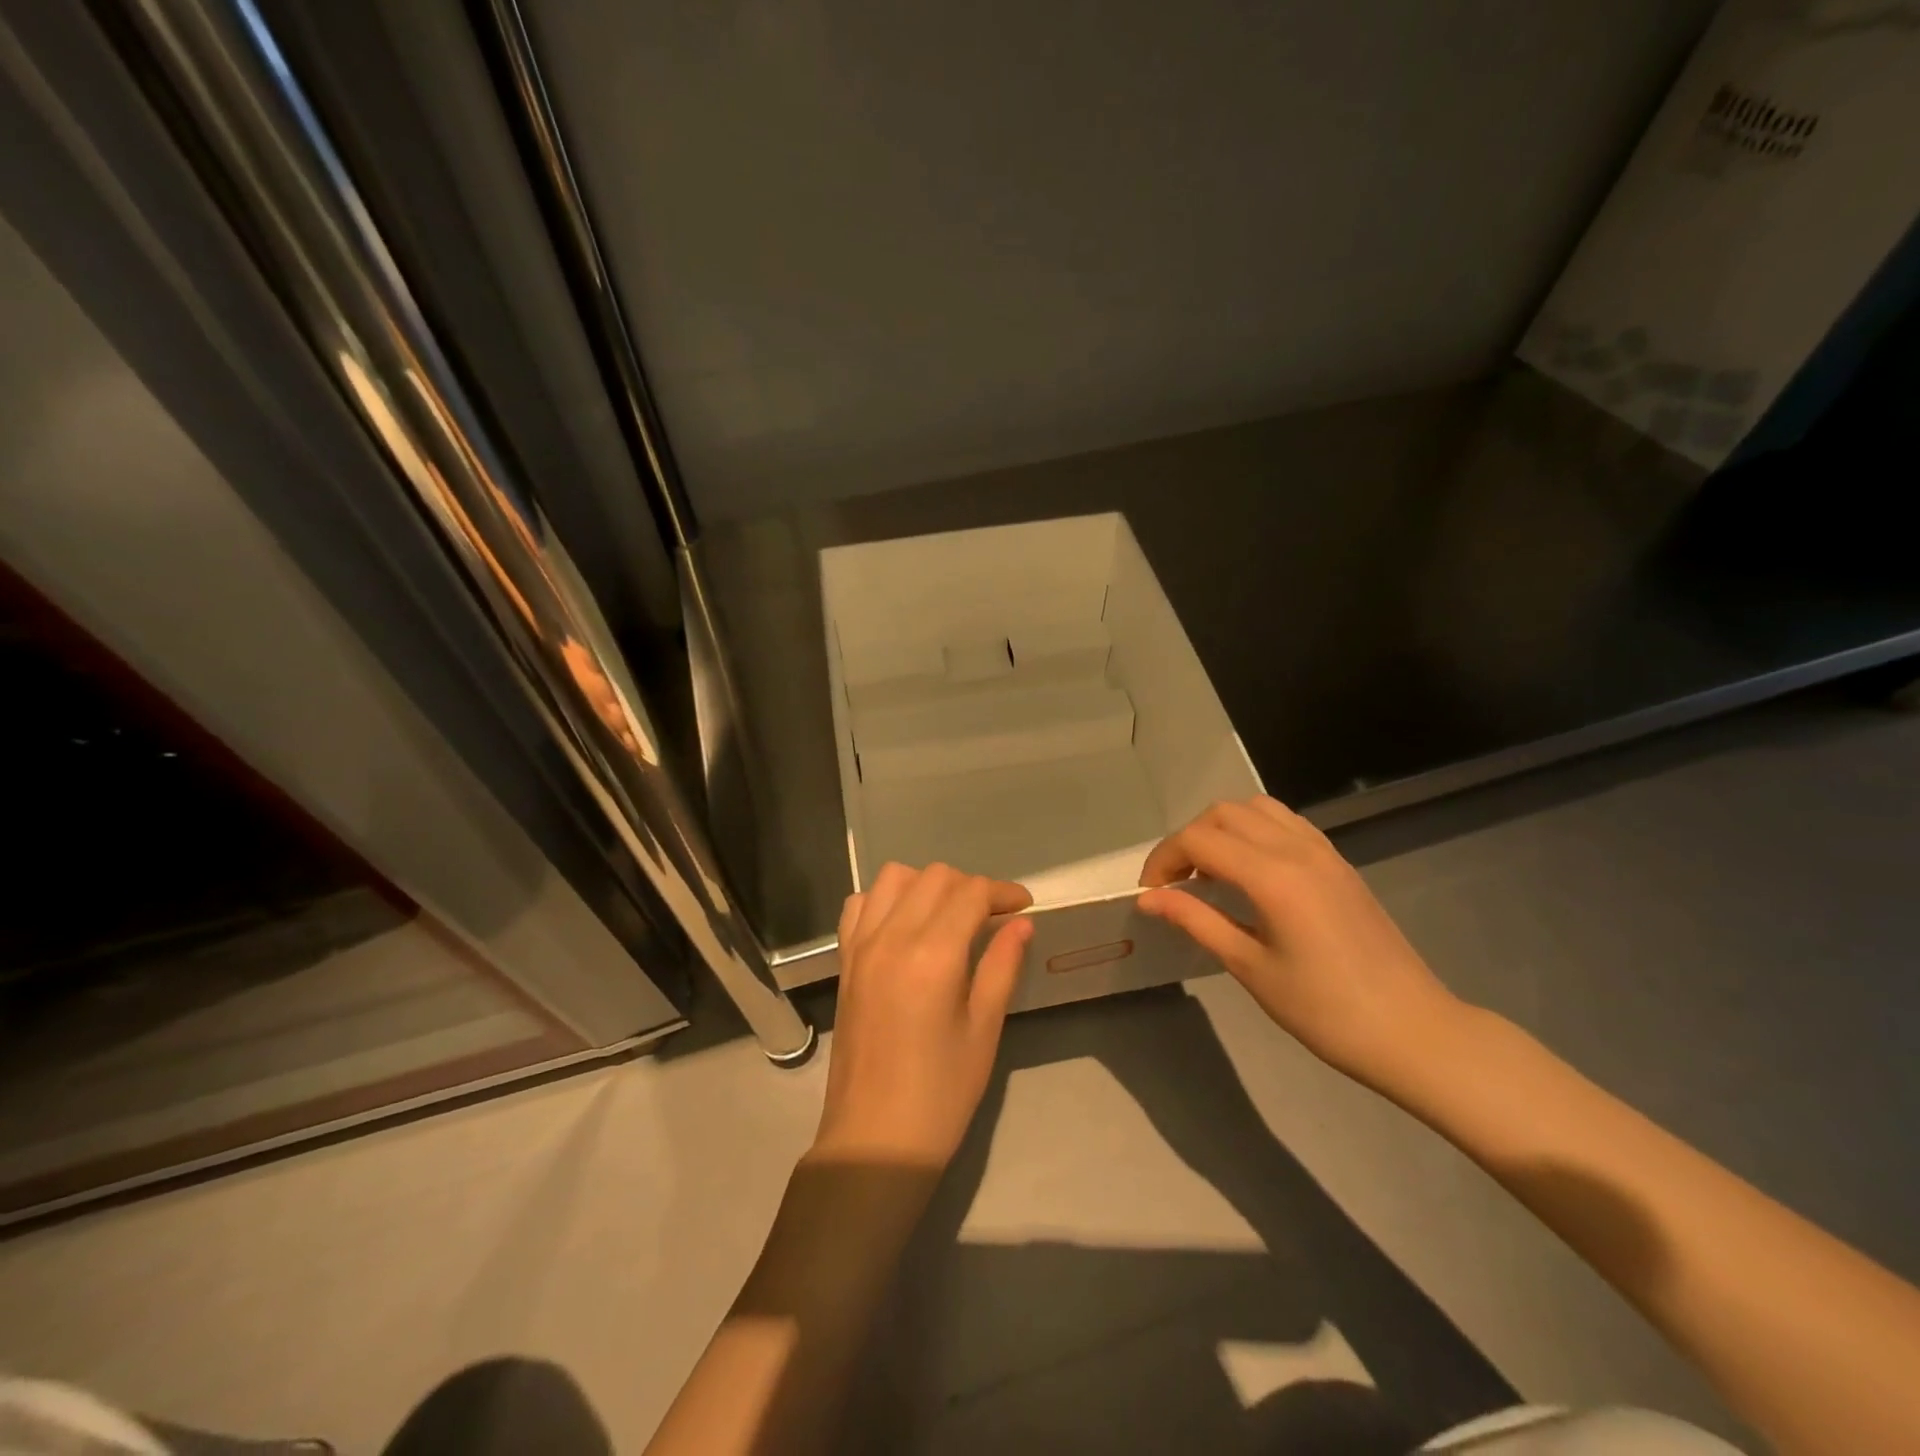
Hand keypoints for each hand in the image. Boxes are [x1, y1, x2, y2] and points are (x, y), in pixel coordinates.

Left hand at [814, 863, 1033, 1167]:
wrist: (874, 1139)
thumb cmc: (941, 1093)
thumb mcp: (984, 1030)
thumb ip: (1002, 966)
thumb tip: (1021, 923)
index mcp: (933, 954)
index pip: (971, 893)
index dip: (1003, 891)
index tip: (1023, 905)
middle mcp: (892, 936)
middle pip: (935, 876)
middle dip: (970, 886)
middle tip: (992, 917)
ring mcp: (862, 946)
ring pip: (894, 878)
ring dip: (927, 884)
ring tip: (948, 915)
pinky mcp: (845, 960)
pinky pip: (860, 904)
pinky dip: (886, 899)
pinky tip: (904, 925)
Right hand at [1137, 796, 1466, 1092]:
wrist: (1412, 1031)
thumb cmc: (1324, 1010)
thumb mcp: (1250, 968)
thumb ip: (1196, 922)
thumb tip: (1149, 899)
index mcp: (1272, 876)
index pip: (1198, 839)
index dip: (1163, 859)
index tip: (1151, 894)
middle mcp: (1297, 849)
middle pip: (1223, 813)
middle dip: (1188, 840)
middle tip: (1176, 884)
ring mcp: (1323, 852)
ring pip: (1256, 809)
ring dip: (1222, 829)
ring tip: (1211, 873)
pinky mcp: (1339, 862)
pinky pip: (1286, 823)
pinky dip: (1254, 832)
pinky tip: (1251, 872)